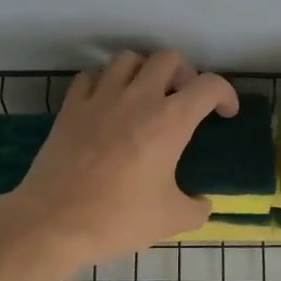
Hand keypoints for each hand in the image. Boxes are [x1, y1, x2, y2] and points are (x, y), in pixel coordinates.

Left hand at [0, 51, 238, 271]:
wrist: (54, 222)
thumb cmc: (118, 219)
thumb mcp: (171, 220)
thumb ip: (197, 207)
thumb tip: (202, 202)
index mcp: (170, 121)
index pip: (209, 86)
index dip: (225, 94)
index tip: (225, 113)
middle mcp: (137, 98)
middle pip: (168, 58)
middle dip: (185, 73)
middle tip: (185, 98)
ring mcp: (100, 98)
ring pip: (128, 58)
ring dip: (144, 70)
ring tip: (146, 93)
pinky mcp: (71, 107)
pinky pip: (91, 76)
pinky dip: (106, 81)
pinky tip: (108, 102)